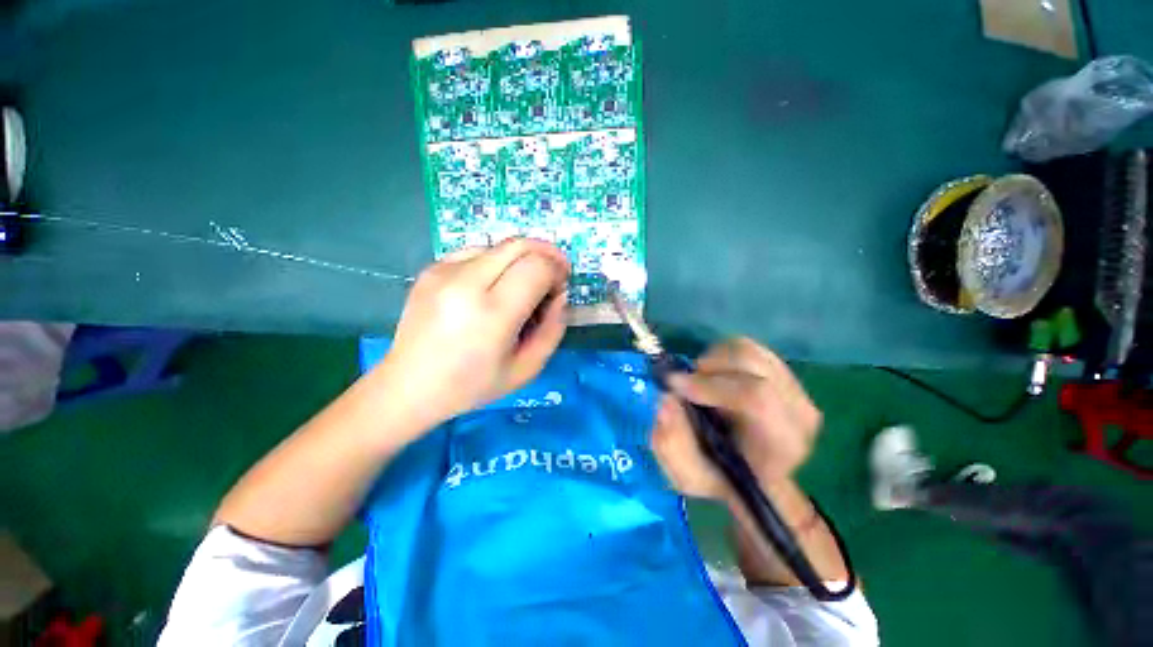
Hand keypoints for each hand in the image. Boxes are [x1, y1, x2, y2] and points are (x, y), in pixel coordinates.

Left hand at [374, 238, 569, 425]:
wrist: (409, 386)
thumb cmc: (472, 385)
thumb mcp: (527, 368)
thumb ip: (553, 328)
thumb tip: (559, 294)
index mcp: (492, 312)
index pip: (537, 266)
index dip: (557, 270)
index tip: (560, 286)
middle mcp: (465, 282)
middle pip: (519, 245)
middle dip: (546, 253)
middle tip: (553, 274)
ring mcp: (443, 271)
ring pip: (499, 246)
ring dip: (521, 259)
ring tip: (521, 286)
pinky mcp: (431, 269)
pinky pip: (476, 252)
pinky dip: (496, 262)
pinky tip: (492, 286)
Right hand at [651, 338, 821, 499]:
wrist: (750, 474)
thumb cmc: (720, 477)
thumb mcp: (687, 474)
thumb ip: (672, 442)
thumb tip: (667, 399)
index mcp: (781, 444)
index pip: (754, 397)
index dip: (708, 385)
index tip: (674, 385)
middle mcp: (799, 412)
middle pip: (751, 364)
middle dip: (707, 368)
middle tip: (685, 383)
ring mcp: (796, 389)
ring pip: (748, 351)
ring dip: (713, 360)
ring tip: (699, 381)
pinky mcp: (785, 373)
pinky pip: (748, 347)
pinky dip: (722, 354)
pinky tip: (714, 375)